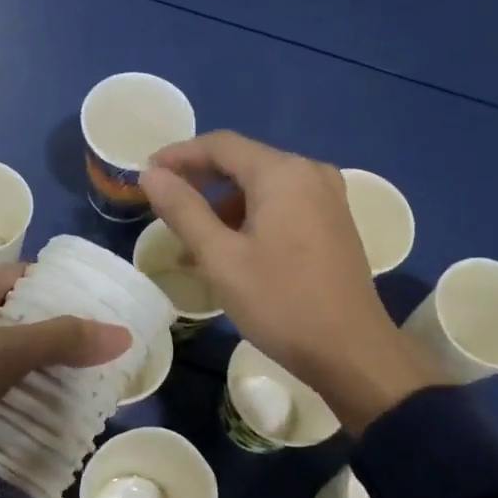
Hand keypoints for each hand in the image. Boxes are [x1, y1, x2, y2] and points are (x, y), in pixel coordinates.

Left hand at [0, 266, 130, 482]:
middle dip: (61, 338)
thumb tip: (123, 333)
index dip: (72, 294)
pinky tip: (32, 412)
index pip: (35, 278)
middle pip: (23, 316)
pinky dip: (11, 391)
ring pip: (5, 351)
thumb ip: (59, 340)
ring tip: (79, 392)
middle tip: (102, 365)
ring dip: (37, 369)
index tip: (109, 319)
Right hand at [141, 131, 443, 432]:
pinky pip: (283, 204)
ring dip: (224, 204)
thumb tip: (151, 175)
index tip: (146, 173)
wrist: (351, 352)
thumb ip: (183, 210)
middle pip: (244, 162)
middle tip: (163, 203)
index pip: (221, 145)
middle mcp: (310, 172)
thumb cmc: (281, 303)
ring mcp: (328, 197)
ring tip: (193, 239)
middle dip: (200, 181)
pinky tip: (231, 249)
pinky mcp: (334, 223)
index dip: (179, 155)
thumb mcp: (221, 258)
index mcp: (283, 173)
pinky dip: (251, 217)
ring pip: (263, 186)